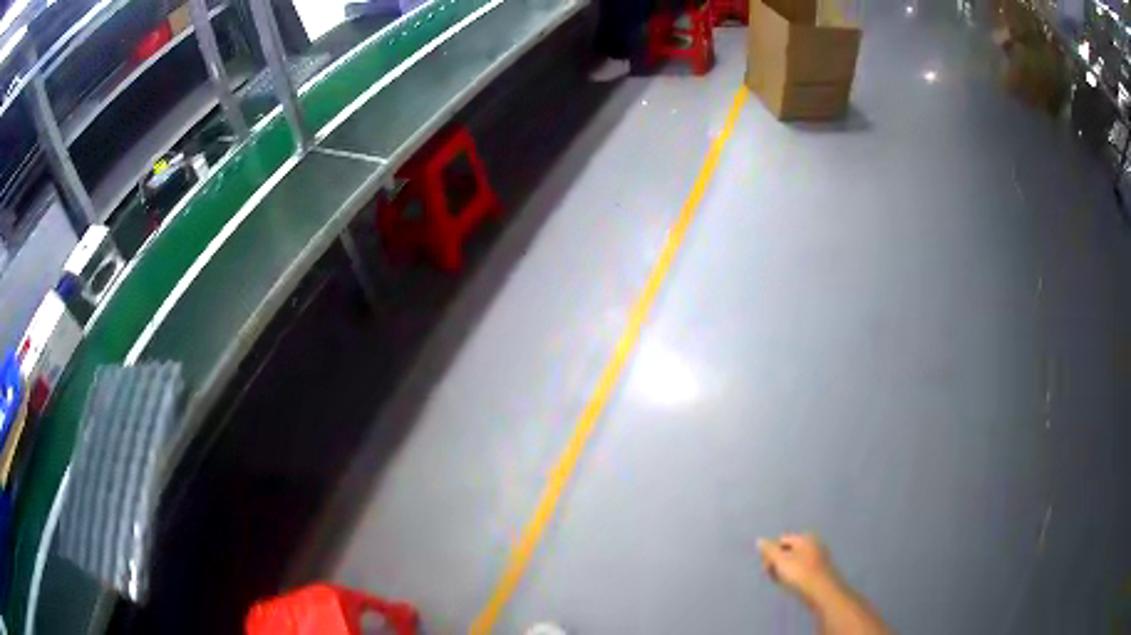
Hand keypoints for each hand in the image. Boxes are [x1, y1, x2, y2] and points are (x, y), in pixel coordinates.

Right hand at [757, 533, 839, 603]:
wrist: (823, 592)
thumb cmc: (800, 574)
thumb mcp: (781, 561)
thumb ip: (769, 550)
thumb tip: (759, 539)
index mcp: (805, 538)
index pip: (781, 540)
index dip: (771, 553)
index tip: (766, 569)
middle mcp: (813, 544)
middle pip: (788, 550)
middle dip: (778, 562)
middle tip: (773, 576)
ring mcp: (818, 557)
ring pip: (795, 561)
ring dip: (785, 570)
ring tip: (782, 582)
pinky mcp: (820, 570)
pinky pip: (802, 569)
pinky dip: (795, 575)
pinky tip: (793, 585)